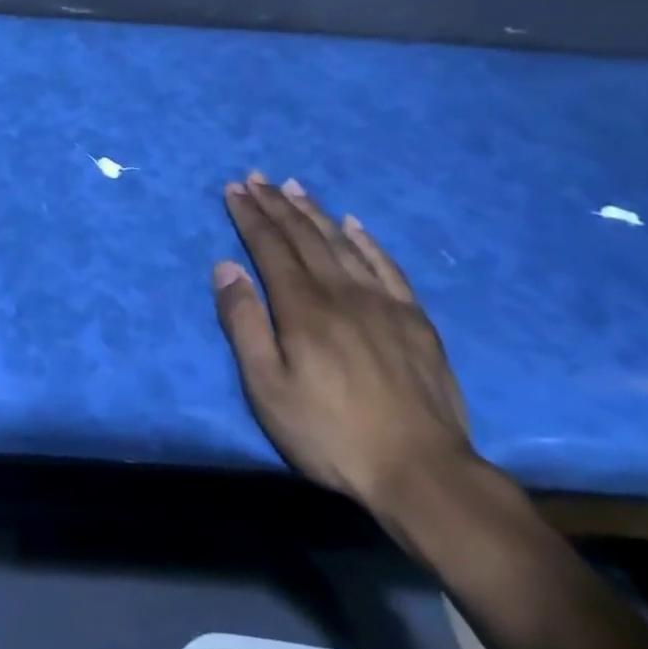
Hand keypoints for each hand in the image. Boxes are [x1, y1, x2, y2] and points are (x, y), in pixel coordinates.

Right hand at [214, 173, 474, 512]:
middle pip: (303, 236)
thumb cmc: (330, 434)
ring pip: (341, 242)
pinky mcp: (414, 318)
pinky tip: (355, 224)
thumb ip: (244, 324)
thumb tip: (225, 267)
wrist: (421, 471)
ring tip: (295, 187)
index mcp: (302, 307)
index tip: (235, 189)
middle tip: (257, 177)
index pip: (270, 246)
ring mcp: (382, 301)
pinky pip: (386, 265)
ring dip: (314, 211)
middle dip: (276, 204)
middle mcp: (341, 291)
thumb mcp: (267, 389)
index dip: (250, 216)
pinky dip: (366, 240)